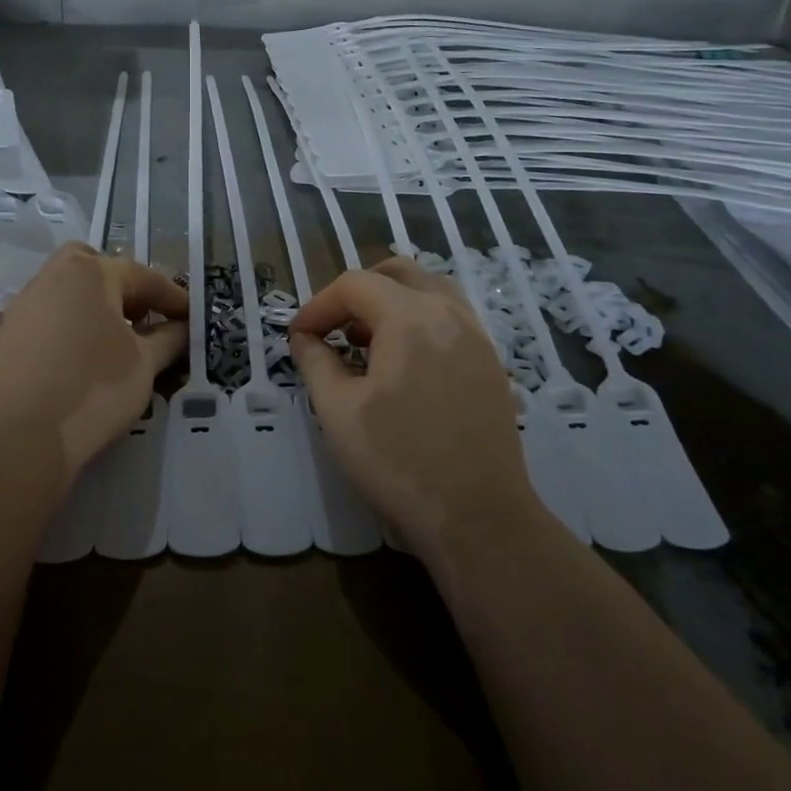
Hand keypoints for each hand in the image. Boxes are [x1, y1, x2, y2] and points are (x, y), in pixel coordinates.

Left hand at [0, 244, 187, 478]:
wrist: (24, 437)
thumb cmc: (96, 390)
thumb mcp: (146, 364)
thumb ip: (169, 339)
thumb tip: (182, 327)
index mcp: (90, 274)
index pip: (142, 277)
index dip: (171, 297)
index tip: (191, 317)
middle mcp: (49, 279)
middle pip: (88, 265)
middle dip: (116, 283)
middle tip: (137, 315)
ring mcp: (14, 309)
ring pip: (51, 290)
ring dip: (77, 305)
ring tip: (97, 336)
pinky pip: (11, 322)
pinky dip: (29, 328)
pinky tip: (39, 346)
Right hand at [290, 257, 536, 555]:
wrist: (478, 517)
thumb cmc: (397, 461)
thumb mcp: (337, 411)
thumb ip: (315, 361)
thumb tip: (305, 338)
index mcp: (410, 317)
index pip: (354, 285)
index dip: (319, 305)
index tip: (299, 338)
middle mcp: (449, 313)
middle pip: (397, 273)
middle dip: (357, 292)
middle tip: (334, 329)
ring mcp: (477, 337)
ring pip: (430, 290)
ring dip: (392, 302)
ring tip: (368, 343)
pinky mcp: (491, 364)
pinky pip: (451, 319)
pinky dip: (420, 322)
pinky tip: (404, 366)